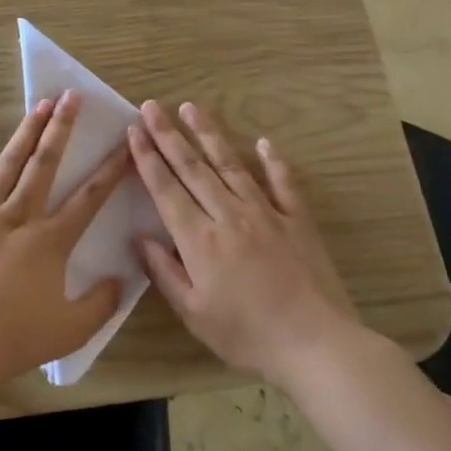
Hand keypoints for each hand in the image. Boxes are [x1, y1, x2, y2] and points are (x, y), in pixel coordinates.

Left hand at [0, 92, 130, 394]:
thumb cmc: (11, 337)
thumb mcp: (69, 331)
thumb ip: (100, 305)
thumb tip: (120, 280)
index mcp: (50, 241)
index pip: (89, 198)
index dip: (110, 170)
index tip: (125, 142)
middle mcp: (19, 216)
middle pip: (45, 165)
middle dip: (62, 128)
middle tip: (72, 96)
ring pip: (7, 164)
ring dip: (25, 133)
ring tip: (39, 105)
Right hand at [129, 99, 360, 385]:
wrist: (316, 344)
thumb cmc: (248, 335)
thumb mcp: (194, 314)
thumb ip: (164, 273)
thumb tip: (139, 239)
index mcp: (199, 239)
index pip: (166, 189)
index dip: (147, 158)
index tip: (134, 130)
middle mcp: (229, 215)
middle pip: (193, 168)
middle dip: (169, 135)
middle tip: (152, 106)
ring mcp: (266, 213)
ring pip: (232, 165)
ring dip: (209, 135)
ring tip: (192, 108)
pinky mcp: (297, 220)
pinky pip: (283, 183)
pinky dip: (273, 161)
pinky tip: (263, 142)